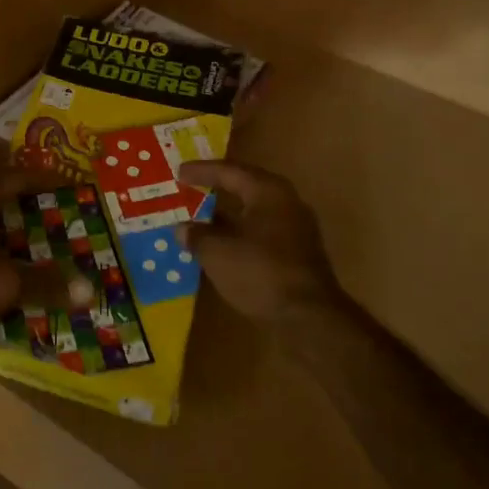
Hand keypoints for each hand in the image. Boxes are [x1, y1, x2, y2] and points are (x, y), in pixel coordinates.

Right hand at [179, 161, 348, 325]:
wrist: (308, 317)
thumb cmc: (260, 272)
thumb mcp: (217, 252)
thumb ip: (197, 235)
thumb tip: (183, 229)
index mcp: (268, 192)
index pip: (229, 171)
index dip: (202, 171)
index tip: (179, 172)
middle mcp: (286, 203)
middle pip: (246, 187)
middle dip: (218, 187)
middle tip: (193, 186)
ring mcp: (296, 229)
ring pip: (254, 212)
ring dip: (228, 214)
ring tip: (201, 217)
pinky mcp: (298, 253)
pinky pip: (262, 232)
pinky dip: (240, 233)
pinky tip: (222, 245)